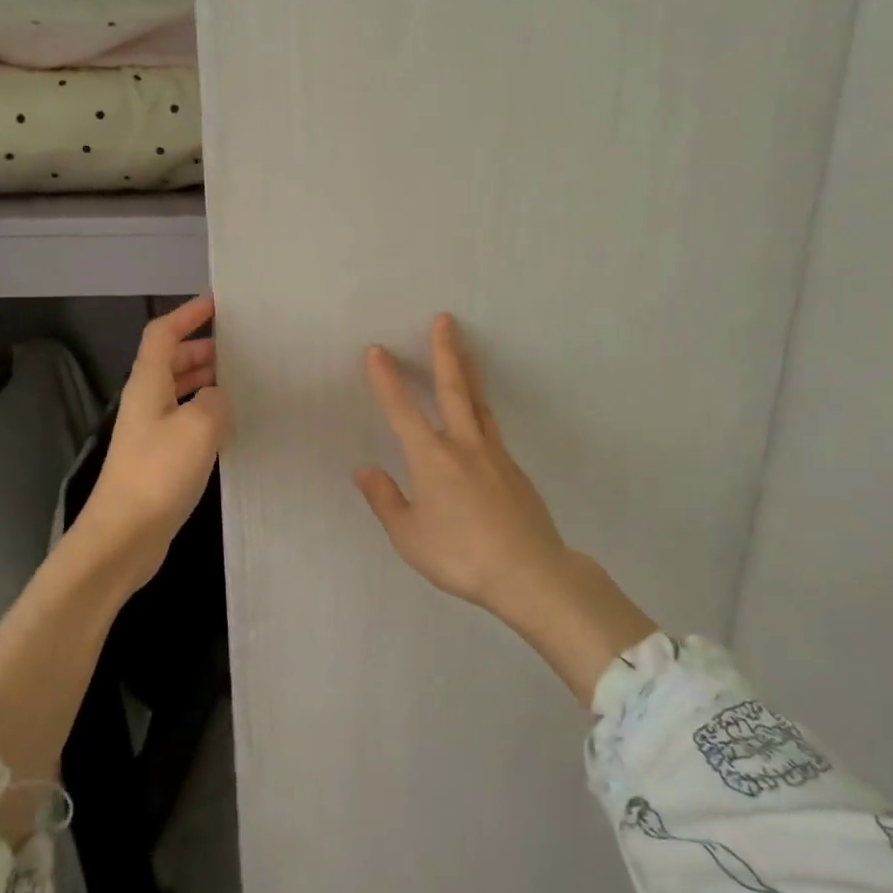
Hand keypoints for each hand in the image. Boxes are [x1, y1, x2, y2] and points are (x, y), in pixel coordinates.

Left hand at [75, 294, 226, 588]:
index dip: (187, 314)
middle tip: (240, 348)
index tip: (217, 305)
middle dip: (201, 348)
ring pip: (178, 391)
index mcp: (148, 384)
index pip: (163, 334)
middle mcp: (146, 402)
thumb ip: (213, 401)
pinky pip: (184, 420)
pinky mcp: (158, 459)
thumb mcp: (198, 427)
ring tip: (240, 381)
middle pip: (170, 361)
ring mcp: (150, 432)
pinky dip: (205, 412)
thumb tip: (216, 397)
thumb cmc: (158, 474)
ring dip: (204, 380)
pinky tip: (229, 424)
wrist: (124, 536)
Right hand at [353, 313, 573, 611]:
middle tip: (444, 320)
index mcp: (431, 458)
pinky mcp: (515, 471)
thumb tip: (364, 470)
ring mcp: (494, 455)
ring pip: (479, 404)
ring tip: (466, 353)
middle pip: (453, 388)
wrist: (528, 572)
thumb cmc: (460, 555)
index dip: (386, 380)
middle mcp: (463, 446)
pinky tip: (479, 423)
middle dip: (444, 352)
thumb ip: (385, 500)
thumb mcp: (409, 536)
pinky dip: (481, 413)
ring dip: (469, 374)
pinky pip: (492, 431)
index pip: (402, 410)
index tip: (376, 351)